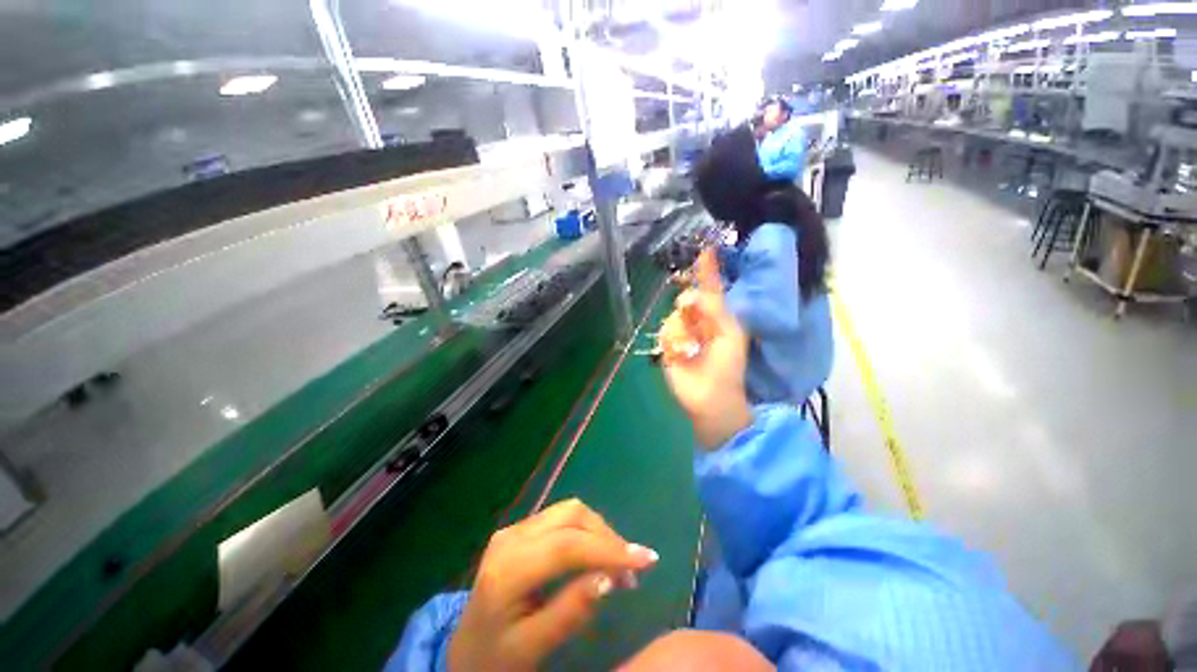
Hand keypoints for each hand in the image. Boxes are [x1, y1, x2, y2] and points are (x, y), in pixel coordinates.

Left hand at [448, 499, 658, 671]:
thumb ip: (569, 612)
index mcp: (509, 568)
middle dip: (607, 536)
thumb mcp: (531, 648)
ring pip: (570, 511)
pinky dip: (587, 532)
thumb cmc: (496, 657)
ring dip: (600, 532)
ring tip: (618, 564)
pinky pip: (563, 519)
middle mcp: (512, 536)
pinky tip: (597, 554)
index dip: (609, 549)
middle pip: (572, 516)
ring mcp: (516, 528)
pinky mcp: (522, 529)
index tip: (647, 560)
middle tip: (632, 570)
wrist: (464, 649)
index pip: (567, 546)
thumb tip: (609, 578)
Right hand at [658, 248, 751, 449]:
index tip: (706, 250)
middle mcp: (698, 321)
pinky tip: (681, 353)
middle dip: (690, 304)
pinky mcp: (668, 345)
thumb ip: (715, 310)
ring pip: (674, 315)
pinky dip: (673, 340)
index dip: (707, 271)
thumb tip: (695, 293)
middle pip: (687, 298)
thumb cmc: (727, 366)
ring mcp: (681, 333)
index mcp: (717, 317)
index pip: (710, 289)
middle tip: (695, 316)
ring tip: (692, 348)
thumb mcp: (729, 334)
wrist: (710, 396)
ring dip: (683, 329)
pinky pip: (665, 331)